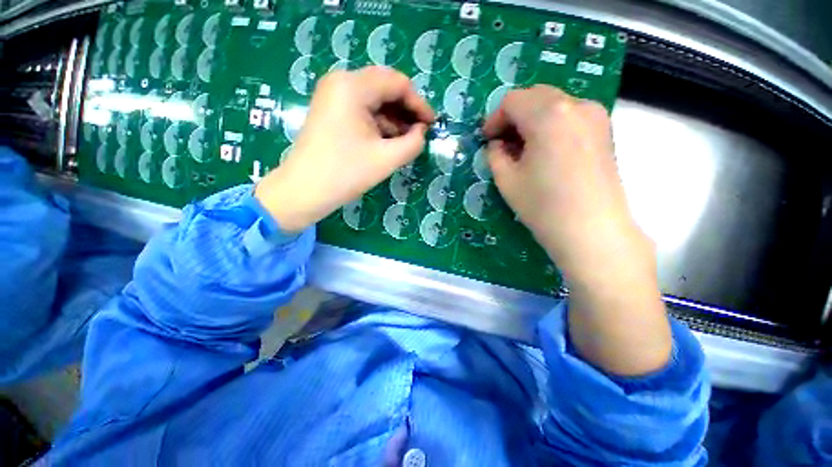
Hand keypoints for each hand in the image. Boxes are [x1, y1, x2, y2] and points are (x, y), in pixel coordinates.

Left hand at [255, 66, 434, 231]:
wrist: (303, 191)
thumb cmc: (345, 174)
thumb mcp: (387, 159)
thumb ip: (413, 143)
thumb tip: (421, 131)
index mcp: (353, 86)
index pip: (397, 83)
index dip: (419, 103)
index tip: (431, 125)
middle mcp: (341, 82)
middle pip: (385, 88)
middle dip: (406, 111)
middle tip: (421, 133)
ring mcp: (332, 96)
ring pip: (374, 100)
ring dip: (394, 119)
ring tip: (407, 141)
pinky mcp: (330, 111)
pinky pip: (362, 110)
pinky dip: (379, 124)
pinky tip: (389, 141)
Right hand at [482, 85, 642, 276]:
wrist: (592, 230)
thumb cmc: (544, 206)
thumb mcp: (507, 180)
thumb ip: (495, 155)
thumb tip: (497, 144)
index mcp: (548, 114)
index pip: (513, 101)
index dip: (494, 119)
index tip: (487, 140)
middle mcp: (576, 105)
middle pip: (535, 96)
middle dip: (513, 116)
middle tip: (502, 143)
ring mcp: (595, 116)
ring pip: (554, 104)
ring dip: (532, 120)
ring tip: (522, 149)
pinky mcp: (605, 131)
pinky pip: (570, 116)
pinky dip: (551, 125)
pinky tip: (544, 150)